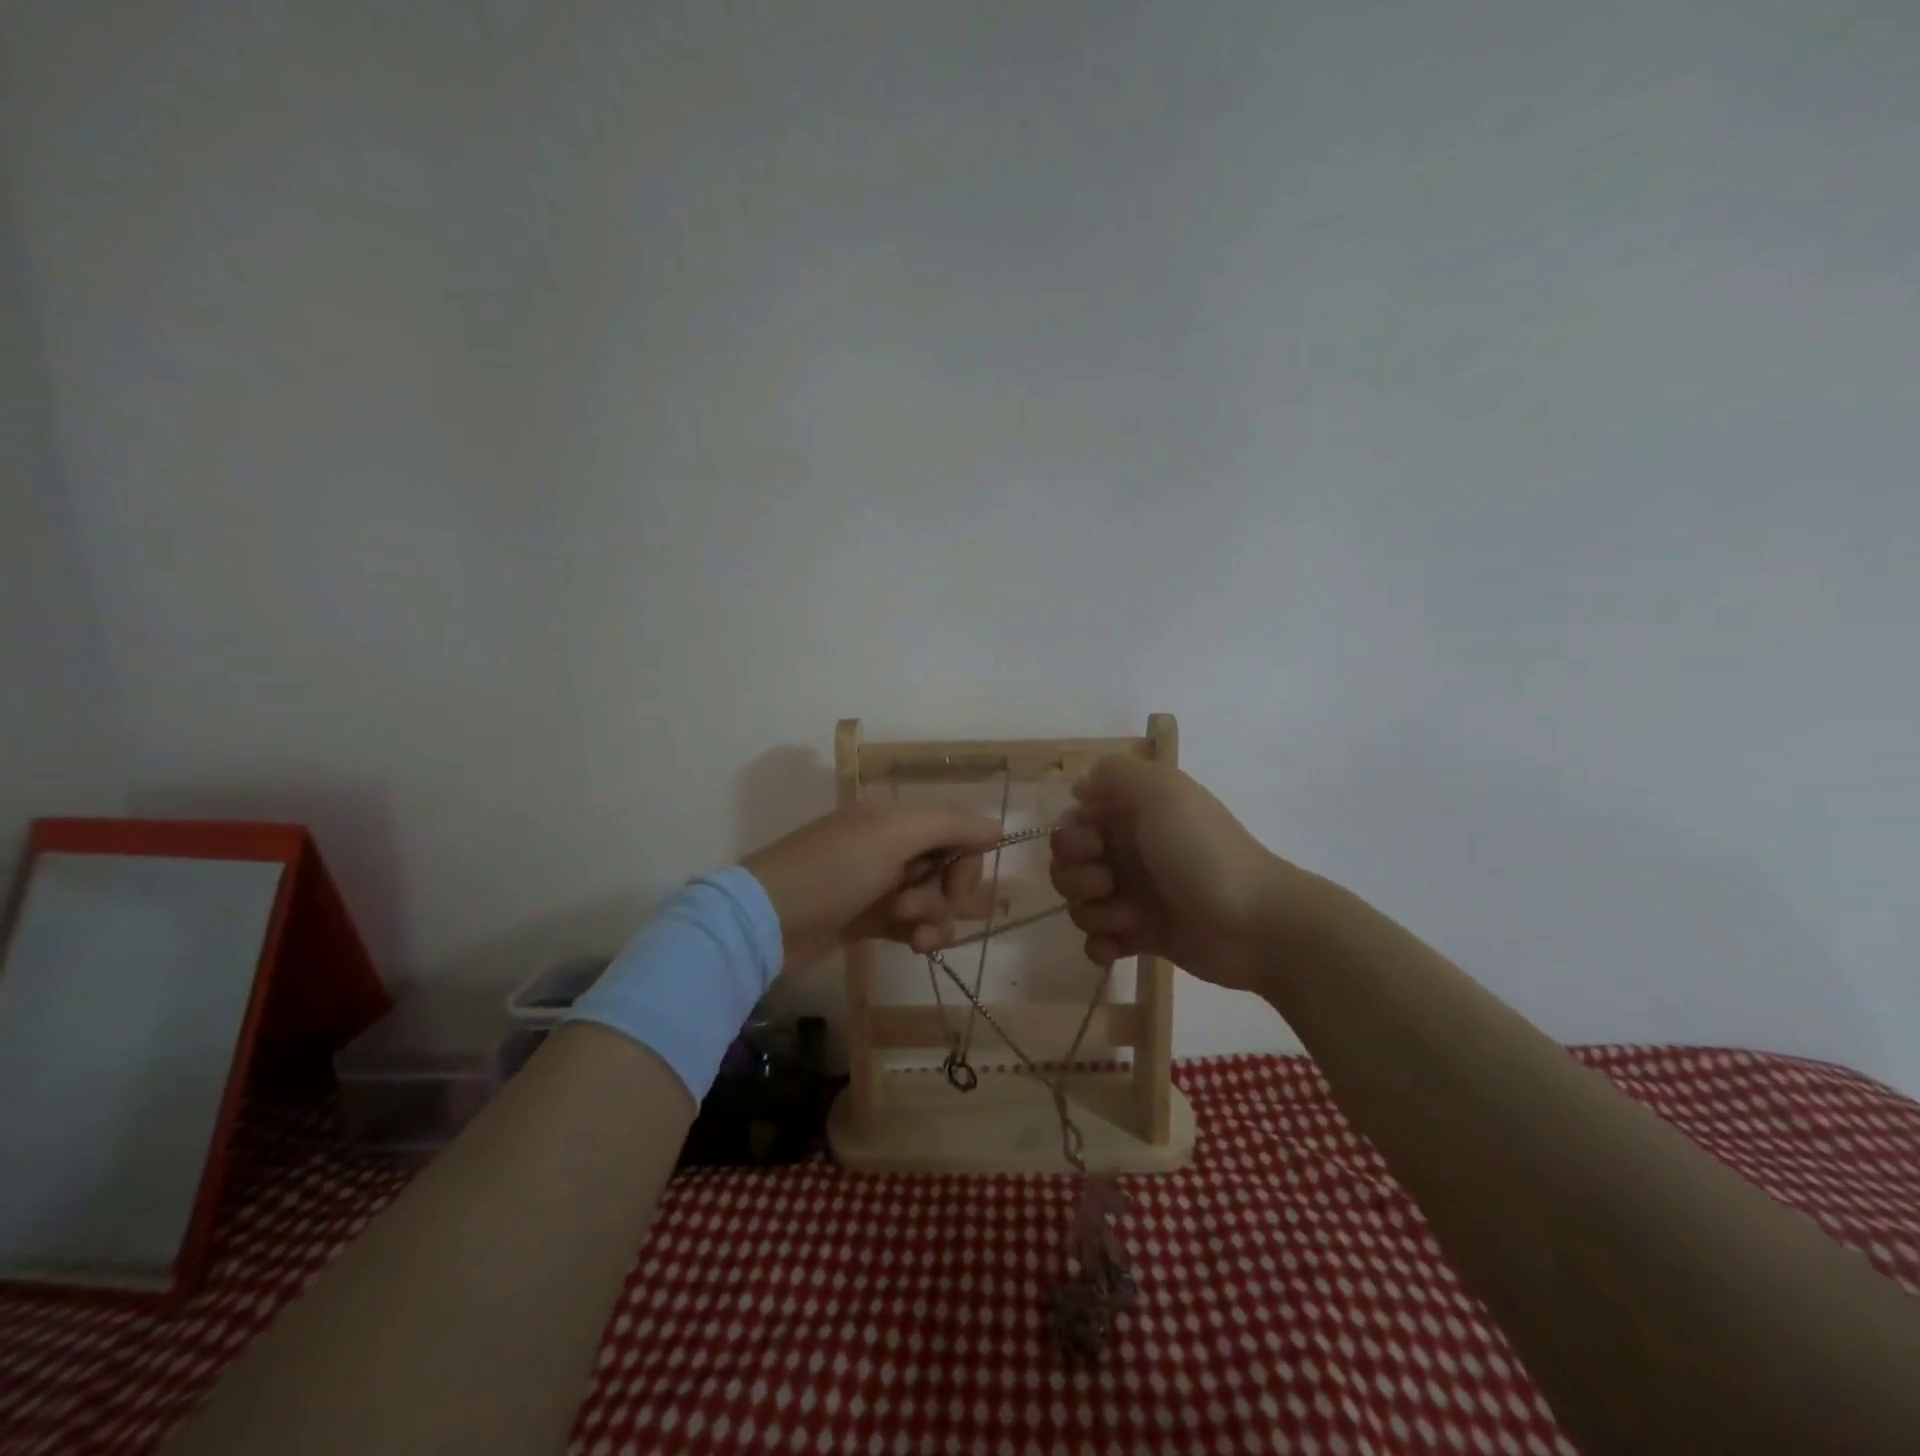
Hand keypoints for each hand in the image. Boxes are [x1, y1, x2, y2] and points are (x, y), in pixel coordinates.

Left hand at [741, 802, 1005, 971]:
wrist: (768, 920)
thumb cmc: (834, 869)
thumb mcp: (895, 835)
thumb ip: (952, 825)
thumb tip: (998, 829)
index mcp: (897, 817)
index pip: (957, 831)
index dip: (967, 860)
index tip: (958, 885)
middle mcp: (892, 845)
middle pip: (949, 868)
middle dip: (945, 893)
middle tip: (915, 907)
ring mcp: (880, 884)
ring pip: (934, 899)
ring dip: (933, 918)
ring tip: (909, 933)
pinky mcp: (870, 919)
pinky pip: (914, 924)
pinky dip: (921, 935)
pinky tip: (914, 948)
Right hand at [1050, 755, 1308, 990]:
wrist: (1255, 923)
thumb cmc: (1202, 853)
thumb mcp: (1162, 791)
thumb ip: (1114, 773)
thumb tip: (1079, 788)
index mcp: (1130, 816)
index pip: (1072, 821)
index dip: (1071, 836)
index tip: (1095, 845)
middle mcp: (1127, 852)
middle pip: (1066, 864)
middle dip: (1076, 877)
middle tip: (1108, 882)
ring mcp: (1133, 895)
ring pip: (1078, 903)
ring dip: (1093, 912)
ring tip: (1130, 917)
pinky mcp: (1141, 935)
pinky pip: (1097, 940)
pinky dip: (1101, 945)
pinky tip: (1120, 947)